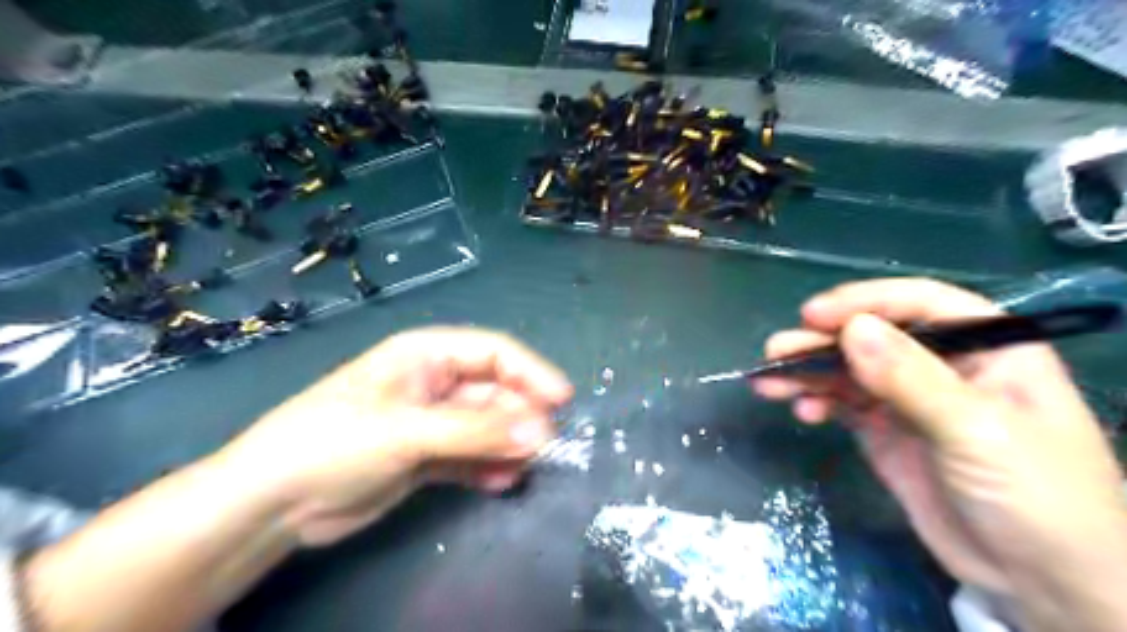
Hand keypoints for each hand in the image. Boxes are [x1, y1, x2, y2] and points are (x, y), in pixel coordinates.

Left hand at [214, 329, 574, 544]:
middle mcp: (434, 383)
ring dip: (508, 444)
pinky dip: (487, 467)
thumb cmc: (334, 443)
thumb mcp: (407, 431)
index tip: (563, 400)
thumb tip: (541, 431)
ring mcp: (431, 422)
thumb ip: (476, 431)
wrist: (271, 504)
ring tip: (525, 467)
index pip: (493, 352)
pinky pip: (470, 456)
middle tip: (545, 444)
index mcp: (426, 355)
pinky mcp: (426, 457)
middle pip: (494, 391)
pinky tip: (500, 483)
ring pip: (486, 426)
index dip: (531, 371)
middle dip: (521, 414)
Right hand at [750, 280, 1125, 627]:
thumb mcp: (977, 432)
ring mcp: (909, 400)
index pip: (919, 305)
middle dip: (822, 342)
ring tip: (769, 383)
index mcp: (987, 348)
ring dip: (808, 373)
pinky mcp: (885, 431)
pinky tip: (802, 413)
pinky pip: (843, 404)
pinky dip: (818, 403)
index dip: (864, 302)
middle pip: (873, 337)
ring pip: (849, 371)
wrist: (1042, 584)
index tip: (814, 316)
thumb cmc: (1037, 497)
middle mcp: (943, 366)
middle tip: (776, 351)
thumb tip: (851, 329)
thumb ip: (912, 379)